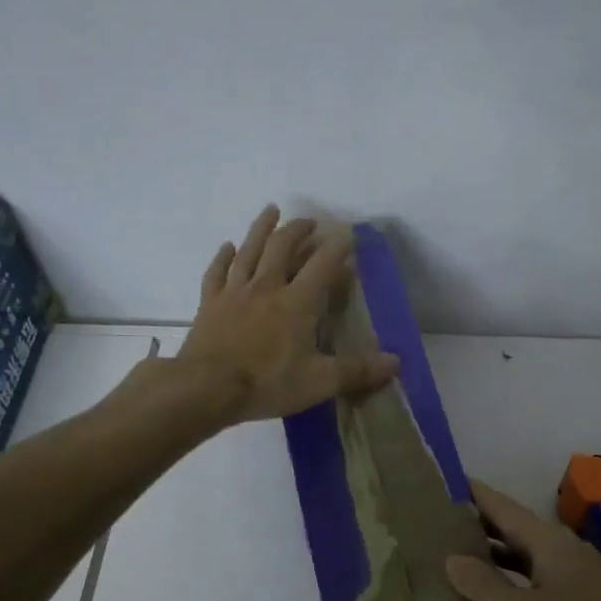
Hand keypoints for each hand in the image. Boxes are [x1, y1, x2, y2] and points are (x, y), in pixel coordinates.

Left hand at [174, 206, 399, 424]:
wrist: (205, 389)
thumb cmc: (266, 383)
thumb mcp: (320, 382)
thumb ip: (358, 370)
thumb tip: (395, 362)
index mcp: (296, 302)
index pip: (322, 264)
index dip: (338, 247)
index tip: (349, 235)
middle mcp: (266, 287)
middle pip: (282, 247)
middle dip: (299, 230)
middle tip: (310, 222)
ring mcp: (234, 293)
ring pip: (249, 250)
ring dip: (261, 228)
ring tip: (271, 211)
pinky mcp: (209, 304)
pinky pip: (216, 272)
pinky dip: (223, 256)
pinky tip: (227, 246)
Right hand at [445, 480, 600, 600]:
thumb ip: (485, 585)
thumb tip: (452, 558)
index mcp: (551, 542)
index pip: (503, 506)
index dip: (474, 494)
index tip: (442, 482)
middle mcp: (564, 547)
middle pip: (515, 526)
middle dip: (479, 521)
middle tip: (438, 519)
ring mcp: (576, 571)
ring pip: (526, 551)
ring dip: (494, 550)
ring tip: (454, 550)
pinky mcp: (581, 594)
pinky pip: (538, 571)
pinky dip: (512, 573)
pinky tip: (492, 587)